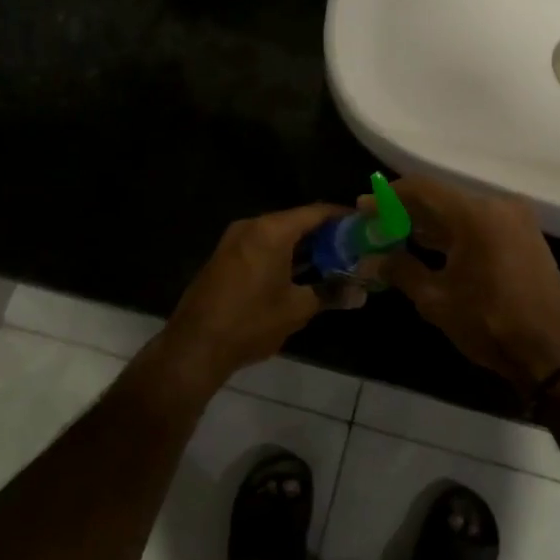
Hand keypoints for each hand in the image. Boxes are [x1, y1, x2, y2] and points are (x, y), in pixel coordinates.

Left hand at [152, 203, 344, 388]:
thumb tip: (361, 294)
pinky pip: (262, 246)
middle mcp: (252, 226)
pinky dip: (284, 254)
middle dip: (325, 234)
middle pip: (297, 221)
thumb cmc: (250, 322)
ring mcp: (234, 241)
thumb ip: (330, 293)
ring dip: (304, 247)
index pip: (316, 212)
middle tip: (354, 248)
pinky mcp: (225, 257)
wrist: (194, 347)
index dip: (343, 217)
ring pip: (279, 235)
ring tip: (334, 261)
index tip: (365, 226)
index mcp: (271, 230)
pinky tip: (302, 273)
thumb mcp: (296, 309)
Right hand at [380, 176, 559, 401]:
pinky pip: (481, 221)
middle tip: (377, 224)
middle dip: (407, 210)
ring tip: (397, 236)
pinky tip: (432, 246)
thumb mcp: (436, 300)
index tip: (363, 207)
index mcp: (475, 215)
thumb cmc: (490, 324)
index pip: (421, 189)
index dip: (388, 197)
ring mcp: (516, 218)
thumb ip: (401, 271)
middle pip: (442, 197)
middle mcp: (498, 205)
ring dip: (431, 221)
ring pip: (462, 209)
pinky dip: (455, 230)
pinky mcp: (525, 234)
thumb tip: (372, 259)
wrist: (551, 350)